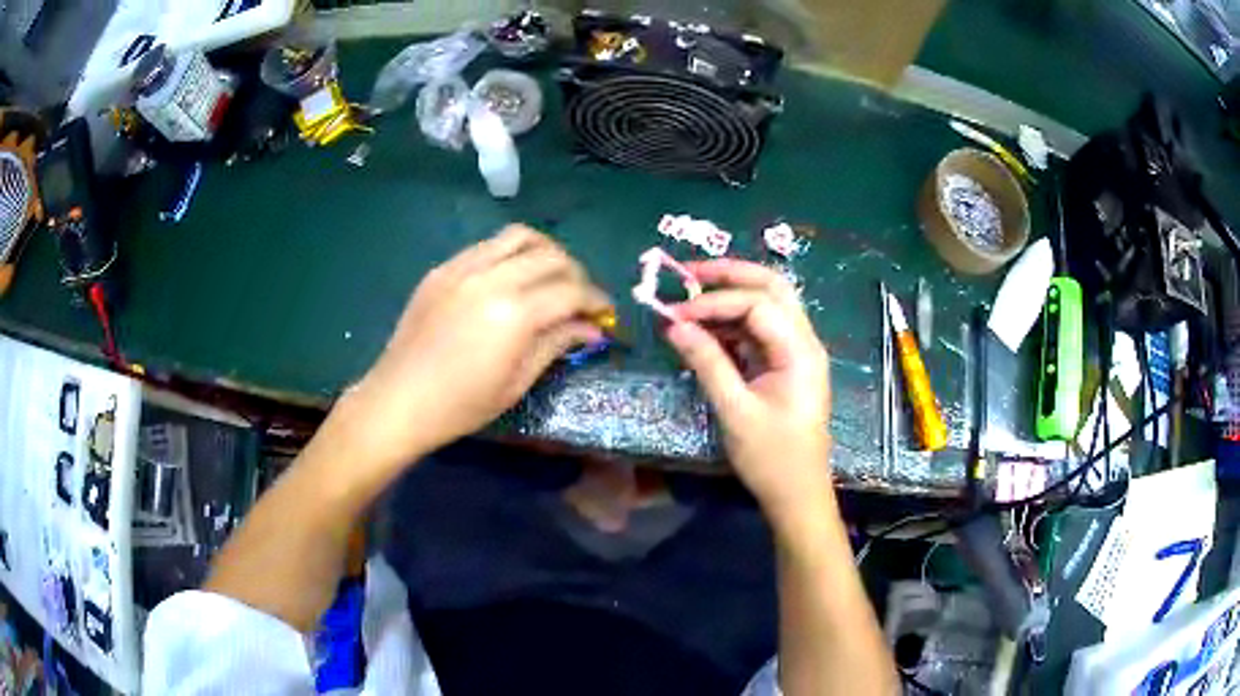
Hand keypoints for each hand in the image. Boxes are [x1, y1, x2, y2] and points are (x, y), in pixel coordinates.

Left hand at [339, 225, 610, 473]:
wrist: (399, 400)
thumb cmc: (460, 405)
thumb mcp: (516, 383)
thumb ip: (556, 345)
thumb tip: (592, 329)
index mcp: (514, 314)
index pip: (572, 290)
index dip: (597, 301)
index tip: (605, 316)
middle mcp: (492, 278)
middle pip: (552, 255)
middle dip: (577, 275)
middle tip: (580, 300)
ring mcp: (463, 268)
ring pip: (520, 236)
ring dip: (545, 252)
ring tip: (549, 277)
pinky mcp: (443, 268)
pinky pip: (487, 246)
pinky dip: (510, 255)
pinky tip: (510, 280)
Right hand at [665, 259, 832, 522]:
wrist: (797, 494)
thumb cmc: (772, 458)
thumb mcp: (735, 411)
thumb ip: (707, 363)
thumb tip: (674, 325)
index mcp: (800, 351)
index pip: (757, 304)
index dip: (715, 302)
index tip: (676, 314)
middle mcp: (803, 341)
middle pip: (772, 287)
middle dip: (731, 274)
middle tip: (688, 273)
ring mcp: (795, 352)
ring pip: (766, 305)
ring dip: (730, 297)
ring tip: (690, 301)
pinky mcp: (784, 364)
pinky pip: (759, 330)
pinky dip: (732, 323)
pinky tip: (705, 330)